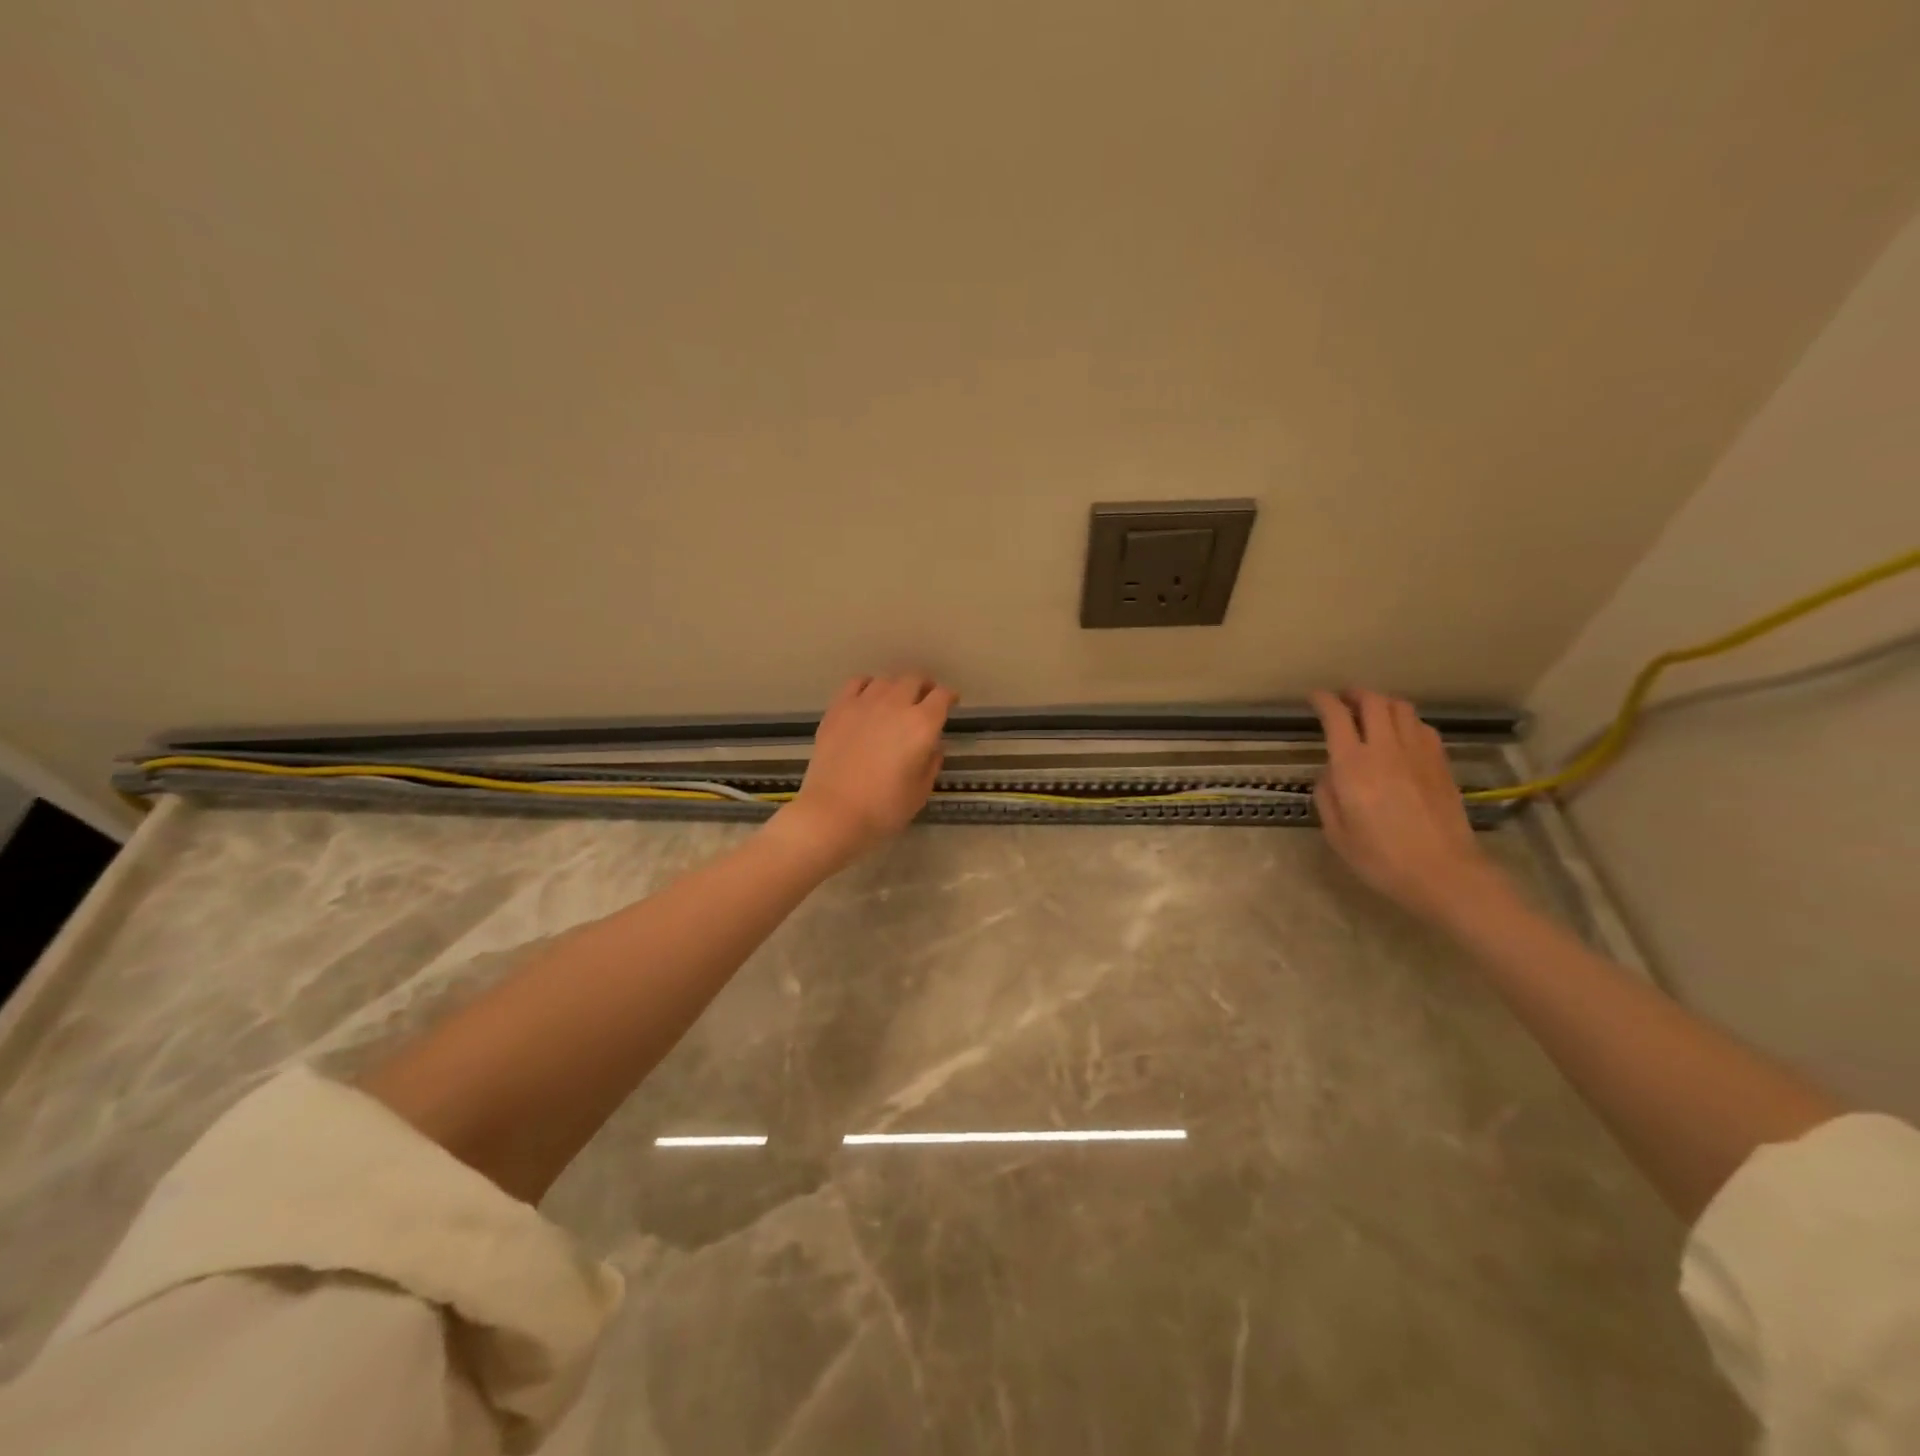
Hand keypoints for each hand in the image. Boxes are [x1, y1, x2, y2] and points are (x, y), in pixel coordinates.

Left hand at [771, 674, 957, 866]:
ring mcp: (864, 703)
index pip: (942, 696)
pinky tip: (868, 697)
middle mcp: (896, 705)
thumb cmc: (884, 808)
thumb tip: (933, 746)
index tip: (951, 703)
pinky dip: (868, 685)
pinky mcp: (838, 708)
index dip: (950, 697)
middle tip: (925, 698)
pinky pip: (857, 683)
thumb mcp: (920, 791)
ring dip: (897, 686)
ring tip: (896, 699)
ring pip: (886, 679)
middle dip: (925, 686)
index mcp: (922, 725)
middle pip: (915, 679)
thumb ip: (931, 762)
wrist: (833, 812)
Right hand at [1310, 689, 1506, 922]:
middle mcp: (1386, 749)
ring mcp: (1419, 753)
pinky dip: (1406, 722)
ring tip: (1372, 714)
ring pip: (1402, 708)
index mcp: (1353, 766)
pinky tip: (1401, 737)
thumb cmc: (1381, 859)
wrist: (1444, 873)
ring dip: (1383, 704)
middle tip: (1343, 701)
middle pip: (1373, 701)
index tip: (1314, 698)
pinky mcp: (1441, 763)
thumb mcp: (1336, 833)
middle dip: (1355, 694)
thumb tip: (1331, 773)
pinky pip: (1422, 727)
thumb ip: (1327, 796)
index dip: (1323, 701)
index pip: (1336, 717)